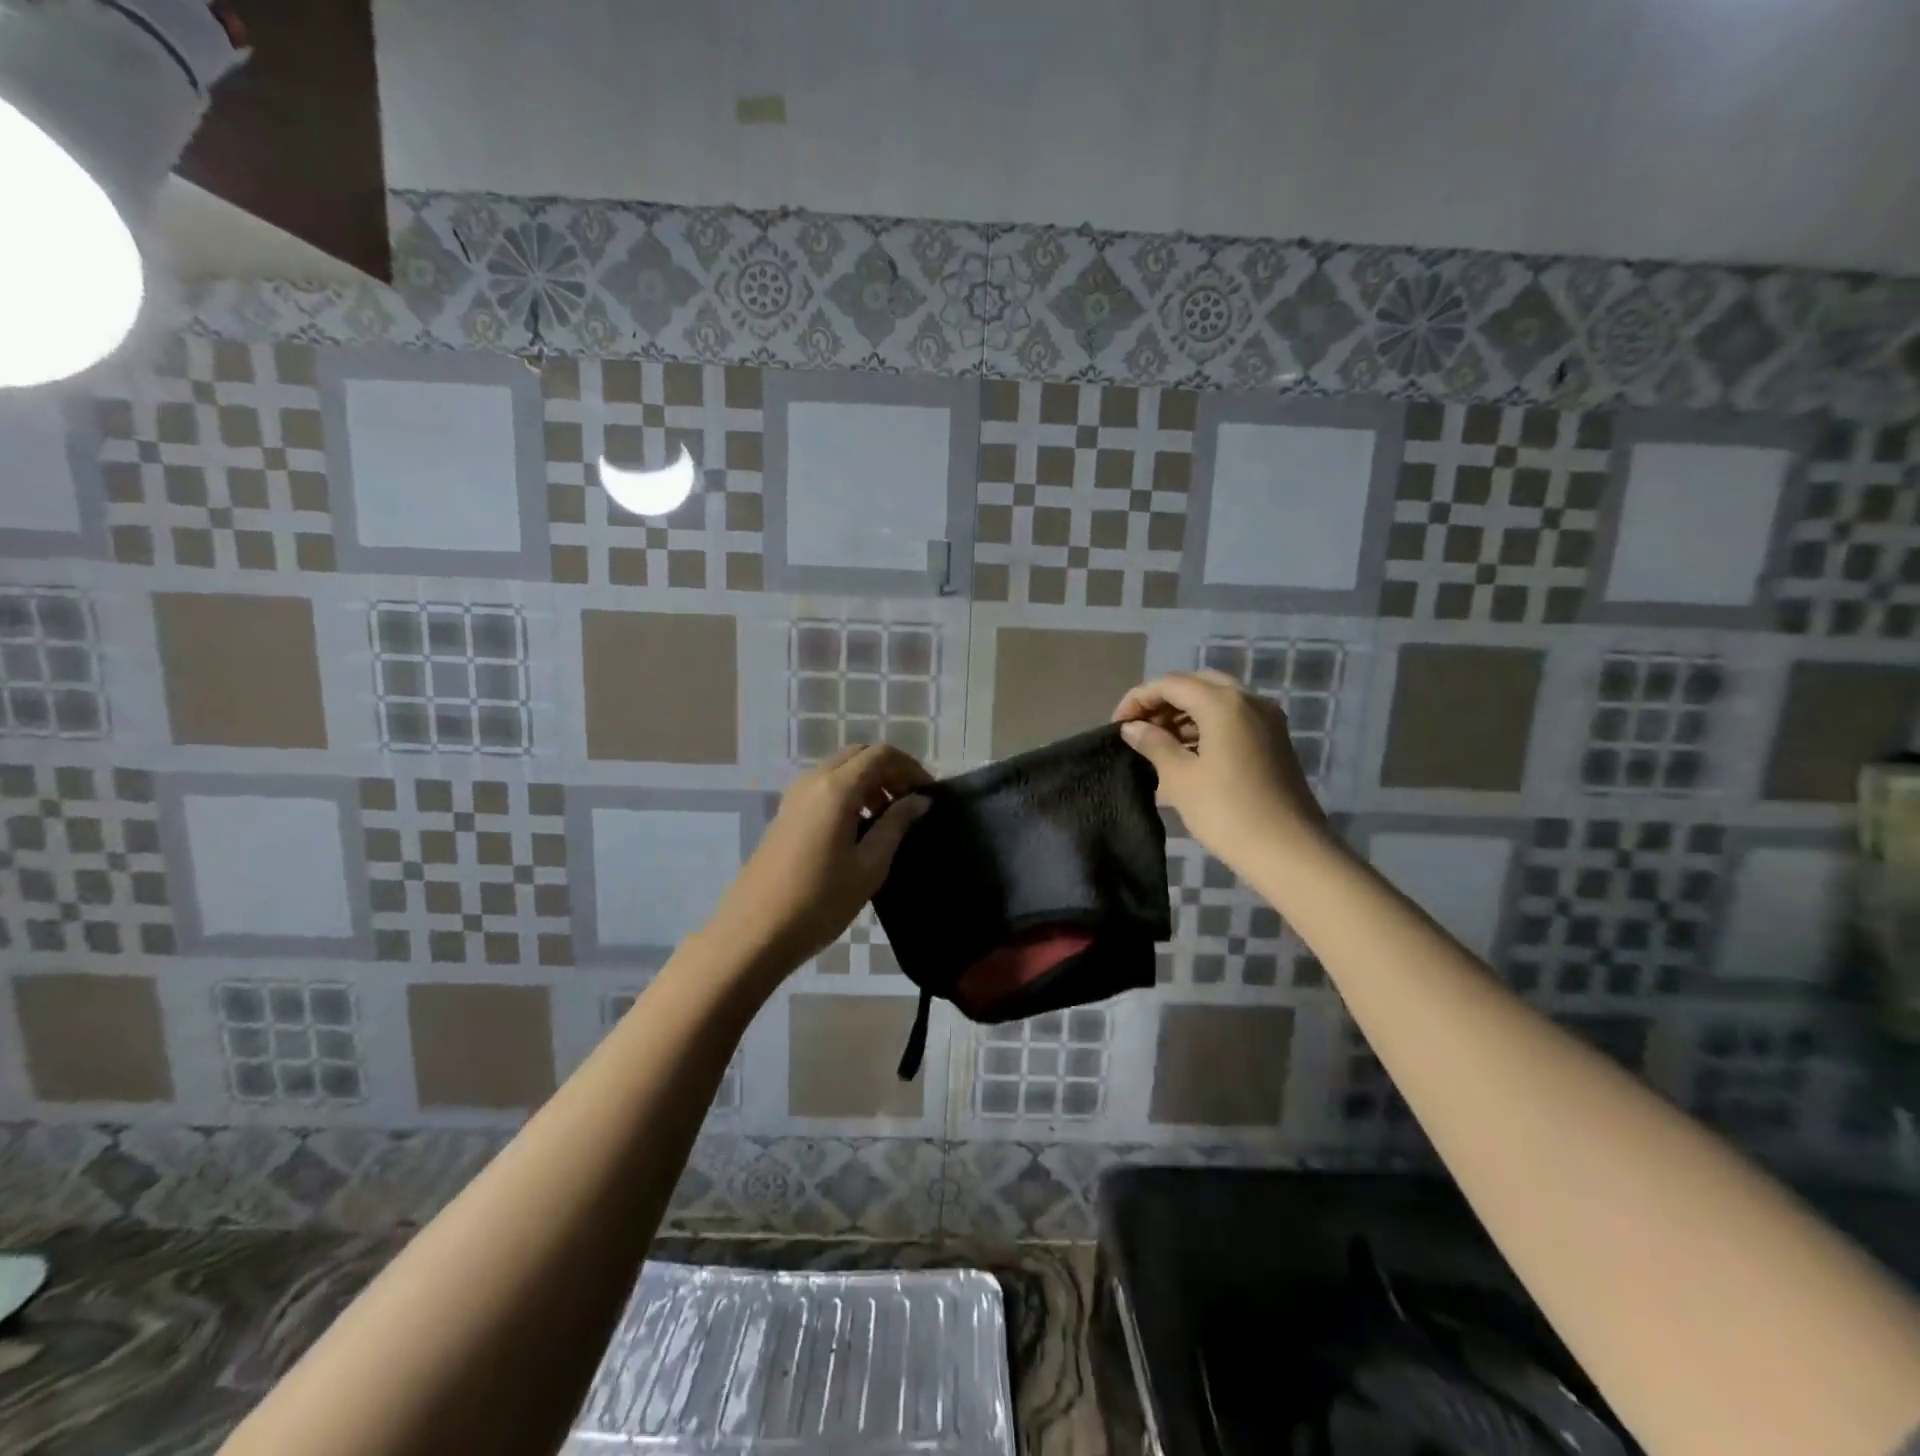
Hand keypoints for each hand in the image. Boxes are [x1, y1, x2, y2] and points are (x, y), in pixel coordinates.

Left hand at [705, 744, 931, 976]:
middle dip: (889, 772)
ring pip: (839, 770)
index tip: (928, 795)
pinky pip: (823, 788)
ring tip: (887, 820)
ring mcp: (794, 797)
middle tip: (909, 804)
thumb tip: (920, 800)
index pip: (881, 755)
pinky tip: (857, 830)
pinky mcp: (785, 815)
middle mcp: (812, 781)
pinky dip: (848, 794)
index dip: (910, 768)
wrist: (754, 933)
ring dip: (868, 783)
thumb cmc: (820, 901)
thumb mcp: (870, 866)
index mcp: (836, 788)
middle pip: (858, 756)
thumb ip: (896, 825)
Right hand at [1112, 671, 1327, 869]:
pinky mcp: (1274, 741)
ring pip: (1217, 701)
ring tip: (1157, 744)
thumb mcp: (1180, 778)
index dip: (1138, 699)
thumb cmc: (1227, 812)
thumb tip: (1132, 728)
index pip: (1170, 684)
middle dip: (1163, 702)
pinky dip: (1206, 726)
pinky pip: (1233, 719)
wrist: (1289, 851)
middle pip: (1196, 685)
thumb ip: (1154, 744)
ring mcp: (1267, 720)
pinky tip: (1187, 753)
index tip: (1117, 726)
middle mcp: (1249, 700)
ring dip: (1184, 714)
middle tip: (1139, 729)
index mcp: (1223, 702)